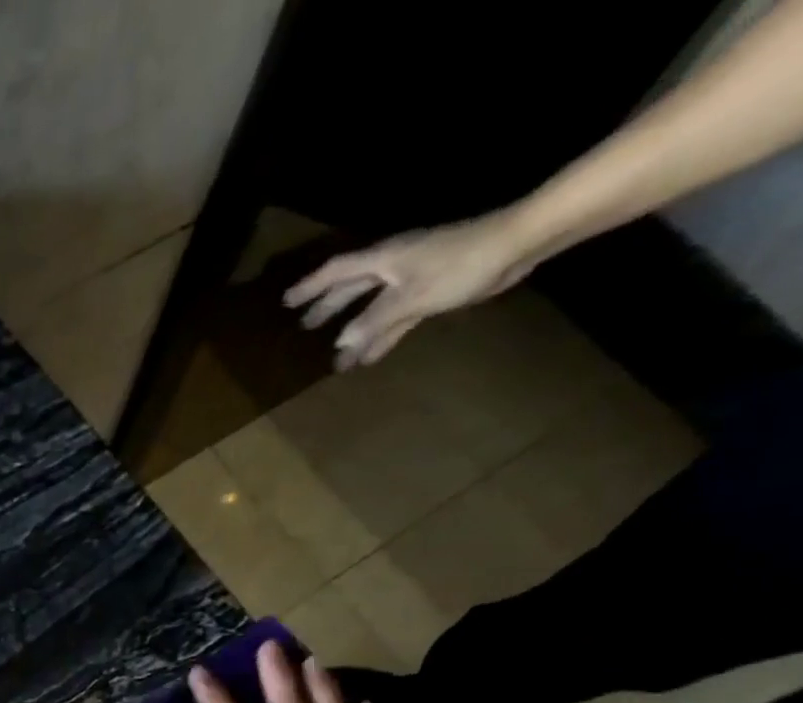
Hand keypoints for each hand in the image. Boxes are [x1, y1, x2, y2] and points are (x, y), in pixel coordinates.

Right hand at [283, 211, 536, 368]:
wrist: (515, 246)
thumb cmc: (461, 264)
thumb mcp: (413, 296)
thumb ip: (376, 320)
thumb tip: (342, 343)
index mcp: (383, 261)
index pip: (337, 272)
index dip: (311, 288)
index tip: (287, 303)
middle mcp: (392, 268)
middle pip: (351, 288)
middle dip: (328, 308)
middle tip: (305, 328)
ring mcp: (410, 280)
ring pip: (372, 307)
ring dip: (354, 330)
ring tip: (335, 355)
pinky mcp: (428, 292)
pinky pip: (394, 317)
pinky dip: (380, 335)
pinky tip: (369, 356)